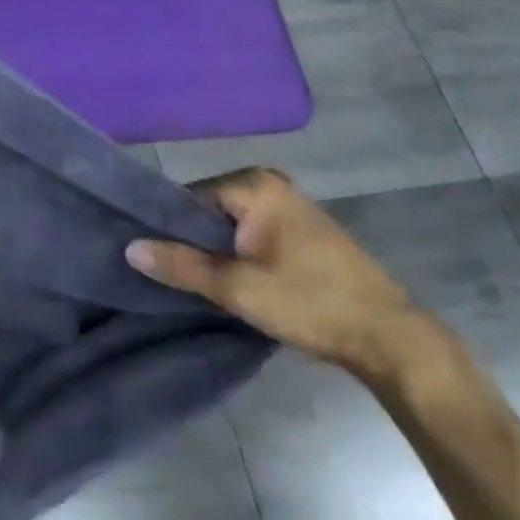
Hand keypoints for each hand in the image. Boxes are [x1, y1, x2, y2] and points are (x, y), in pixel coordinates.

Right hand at [127, 167, 424, 377]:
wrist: (390, 338)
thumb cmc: (310, 303)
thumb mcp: (238, 288)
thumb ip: (182, 265)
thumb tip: (129, 247)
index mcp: (254, 183)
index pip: (189, 197)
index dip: (169, 228)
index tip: (154, 260)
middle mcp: (269, 181)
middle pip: (209, 208)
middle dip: (193, 240)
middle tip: (176, 277)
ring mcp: (288, 203)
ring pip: (230, 223)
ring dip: (216, 250)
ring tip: (199, 282)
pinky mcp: (300, 228)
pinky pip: (252, 231)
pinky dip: (238, 252)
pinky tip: (234, 280)